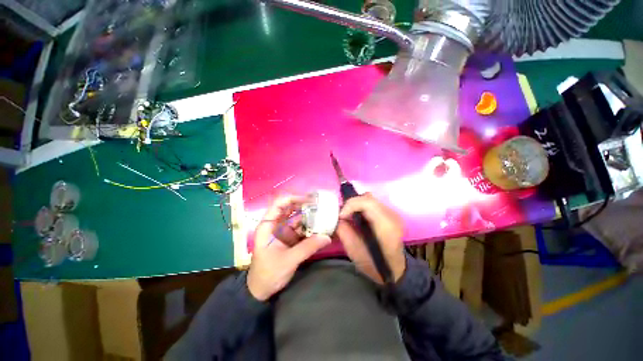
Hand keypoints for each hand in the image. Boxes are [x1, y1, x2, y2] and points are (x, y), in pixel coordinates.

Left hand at [247, 196, 331, 300]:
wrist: (262, 291)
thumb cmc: (268, 273)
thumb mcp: (288, 260)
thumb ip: (307, 248)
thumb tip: (327, 237)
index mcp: (268, 225)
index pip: (279, 204)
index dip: (293, 198)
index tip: (309, 200)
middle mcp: (276, 224)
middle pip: (290, 208)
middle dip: (304, 205)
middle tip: (320, 205)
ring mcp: (284, 231)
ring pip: (297, 218)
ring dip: (309, 216)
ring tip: (324, 214)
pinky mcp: (290, 238)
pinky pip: (301, 228)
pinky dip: (310, 227)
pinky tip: (321, 226)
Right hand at [336, 193, 405, 283]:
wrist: (395, 271)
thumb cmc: (374, 265)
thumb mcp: (354, 251)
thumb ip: (344, 231)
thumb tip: (338, 218)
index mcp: (385, 226)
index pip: (368, 202)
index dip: (350, 204)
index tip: (340, 215)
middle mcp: (392, 215)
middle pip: (368, 198)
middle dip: (352, 204)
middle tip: (343, 215)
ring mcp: (393, 213)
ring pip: (370, 198)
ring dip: (357, 204)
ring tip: (349, 215)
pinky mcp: (390, 214)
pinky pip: (373, 203)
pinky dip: (362, 206)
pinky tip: (358, 216)